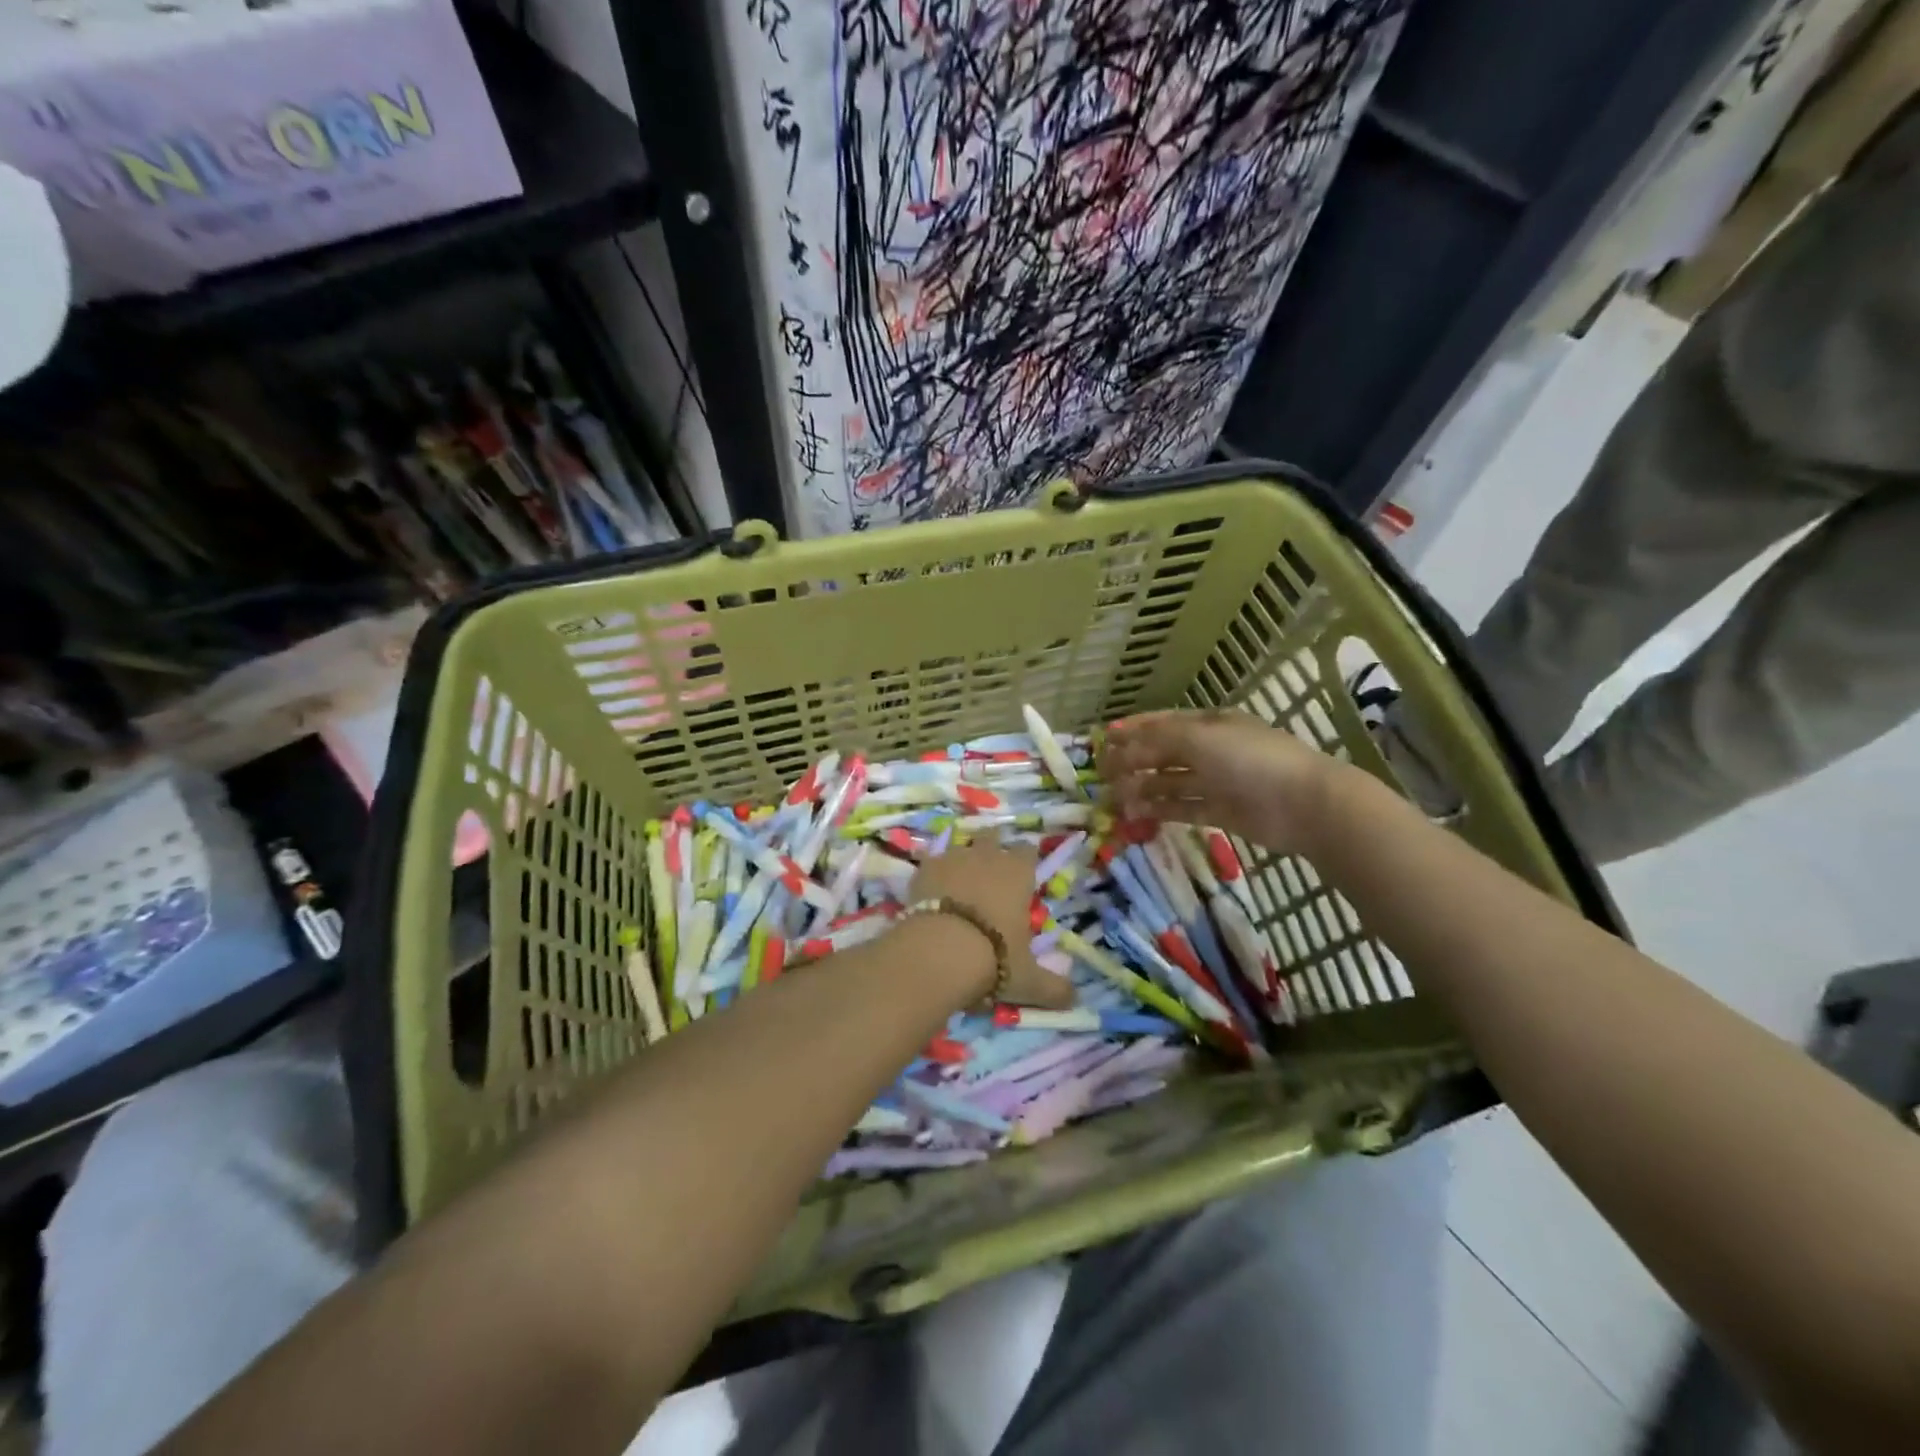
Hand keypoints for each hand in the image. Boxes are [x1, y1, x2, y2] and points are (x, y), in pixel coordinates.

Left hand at [907, 839, 1072, 1008]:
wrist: (939, 951)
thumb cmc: (994, 959)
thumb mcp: (1028, 980)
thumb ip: (1053, 988)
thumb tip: (1074, 999)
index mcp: (1018, 873)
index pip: (1028, 851)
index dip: (1026, 860)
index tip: (1023, 873)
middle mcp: (987, 856)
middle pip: (992, 837)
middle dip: (992, 848)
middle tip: (990, 872)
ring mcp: (953, 858)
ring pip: (960, 847)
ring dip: (961, 860)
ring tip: (958, 883)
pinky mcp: (923, 868)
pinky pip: (932, 863)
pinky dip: (933, 874)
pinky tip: (931, 893)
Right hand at [1100, 709, 1340, 854]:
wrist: (1302, 803)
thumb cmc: (1249, 759)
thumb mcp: (1198, 739)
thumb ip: (1156, 741)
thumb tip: (1120, 747)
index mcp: (1208, 724)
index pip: (1163, 723)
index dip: (1132, 730)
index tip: (1103, 740)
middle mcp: (1211, 750)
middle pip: (1163, 754)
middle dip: (1132, 762)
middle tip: (1102, 776)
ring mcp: (1216, 782)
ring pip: (1170, 783)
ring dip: (1142, 788)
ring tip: (1114, 800)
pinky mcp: (1220, 812)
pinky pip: (1182, 807)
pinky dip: (1159, 810)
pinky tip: (1136, 815)